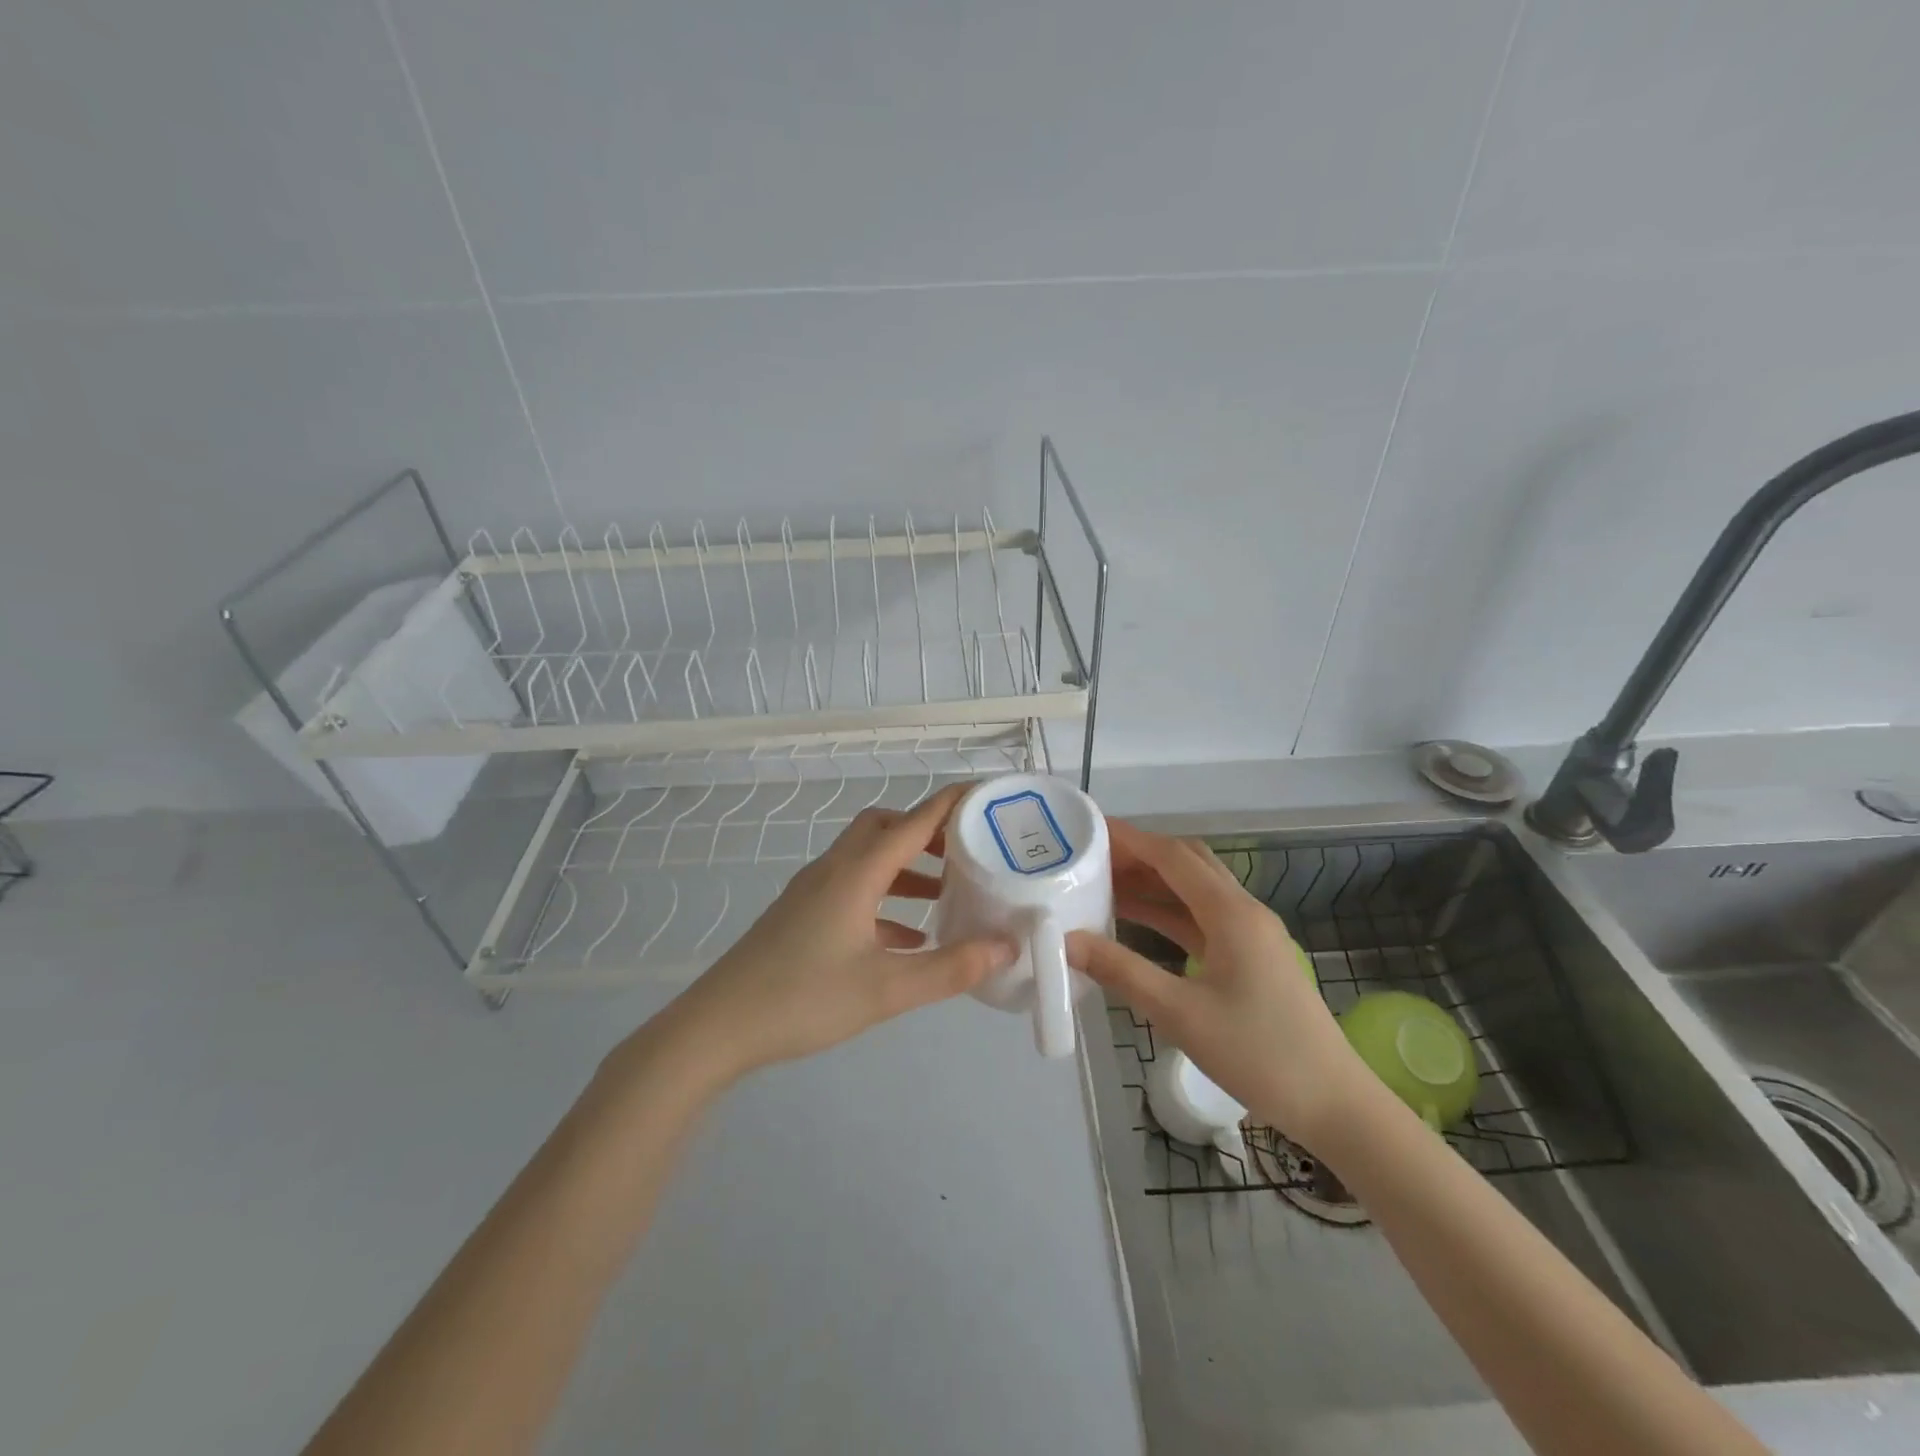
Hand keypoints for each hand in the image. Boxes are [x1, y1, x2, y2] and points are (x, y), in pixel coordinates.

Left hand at [657, 783, 1016, 1081]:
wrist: (718, 1026)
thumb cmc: (804, 999)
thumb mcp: (887, 989)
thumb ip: (951, 968)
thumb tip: (1007, 947)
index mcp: (857, 873)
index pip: (914, 821)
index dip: (952, 803)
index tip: (988, 794)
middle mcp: (835, 870)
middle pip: (885, 827)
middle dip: (927, 831)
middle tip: (967, 851)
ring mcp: (814, 891)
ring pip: (868, 859)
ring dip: (907, 867)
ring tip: (946, 894)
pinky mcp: (802, 915)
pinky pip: (853, 891)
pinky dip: (885, 900)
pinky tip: (906, 937)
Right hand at [1067, 820, 1373, 1152]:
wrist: (1333, 1104)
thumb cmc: (1259, 1054)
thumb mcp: (1180, 1014)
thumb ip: (1121, 972)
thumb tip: (1066, 941)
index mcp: (1231, 913)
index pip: (1173, 856)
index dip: (1130, 839)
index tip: (1089, 831)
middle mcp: (1243, 910)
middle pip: (1187, 864)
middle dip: (1139, 855)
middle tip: (1092, 859)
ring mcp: (1251, 933)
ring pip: (1194, 891)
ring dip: (1153, 883)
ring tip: (1102, 885)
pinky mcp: (1251, 957)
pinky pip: (1202, 918)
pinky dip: (1168, 912)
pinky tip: (1136, 922)